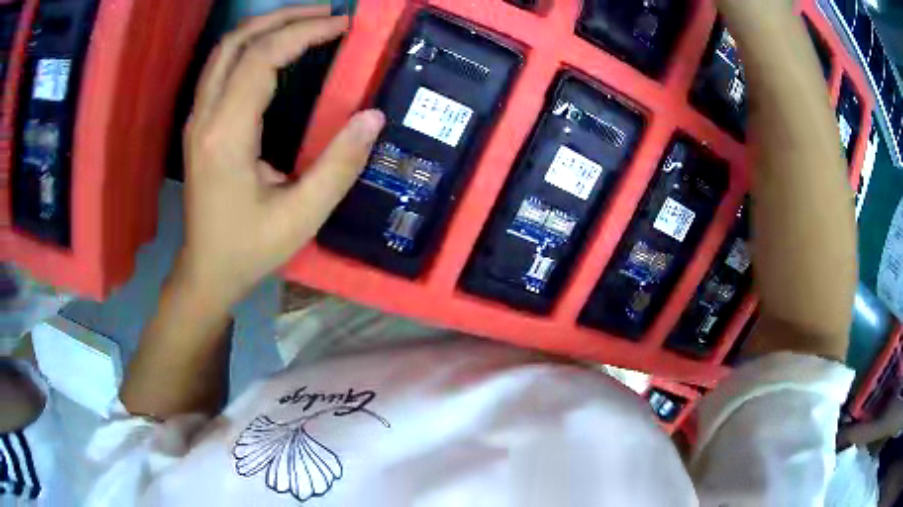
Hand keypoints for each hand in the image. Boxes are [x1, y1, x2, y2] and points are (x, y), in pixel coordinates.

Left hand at [178, 6, 384, 305]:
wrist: (207, 271)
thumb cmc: (250, 248)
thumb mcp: (302, 215)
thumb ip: (340, 164)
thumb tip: (374, 117)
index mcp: (226, 135)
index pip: (262, 58)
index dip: (304, 33)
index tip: (343, 26)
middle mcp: (205, 117)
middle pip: (237, 42)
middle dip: (283, 18)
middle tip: (327, 14)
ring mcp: (197, 119)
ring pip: (225, 51)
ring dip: (265, 28)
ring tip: (306, 24)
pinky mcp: (199, 124)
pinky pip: (221, 69)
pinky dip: (251, 48)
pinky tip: (276, 51)